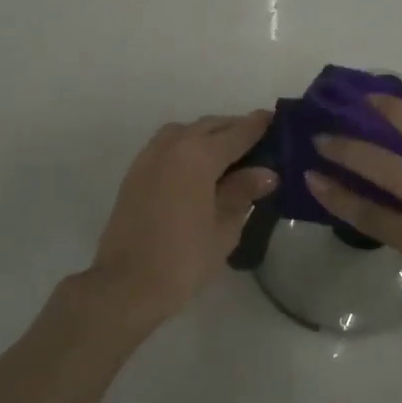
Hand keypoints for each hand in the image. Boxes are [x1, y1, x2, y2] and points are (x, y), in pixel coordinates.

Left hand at [87, 112, 276, 326]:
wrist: (125, 284)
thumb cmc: (183, 259)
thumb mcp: (224, 228)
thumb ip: (243, 192)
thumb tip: (266, 172)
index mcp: (199, 155)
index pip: (237, 132)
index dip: (259, 124)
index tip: (276, 118)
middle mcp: (174, 145)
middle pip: (211, 126)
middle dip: (235, 129)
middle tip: (260, 141)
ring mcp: (150, 155)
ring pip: (187, 131)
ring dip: (209, 134)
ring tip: (230, 154)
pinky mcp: (136, 171)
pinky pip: (169, 144)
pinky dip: (188, 145)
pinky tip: (199, 166)